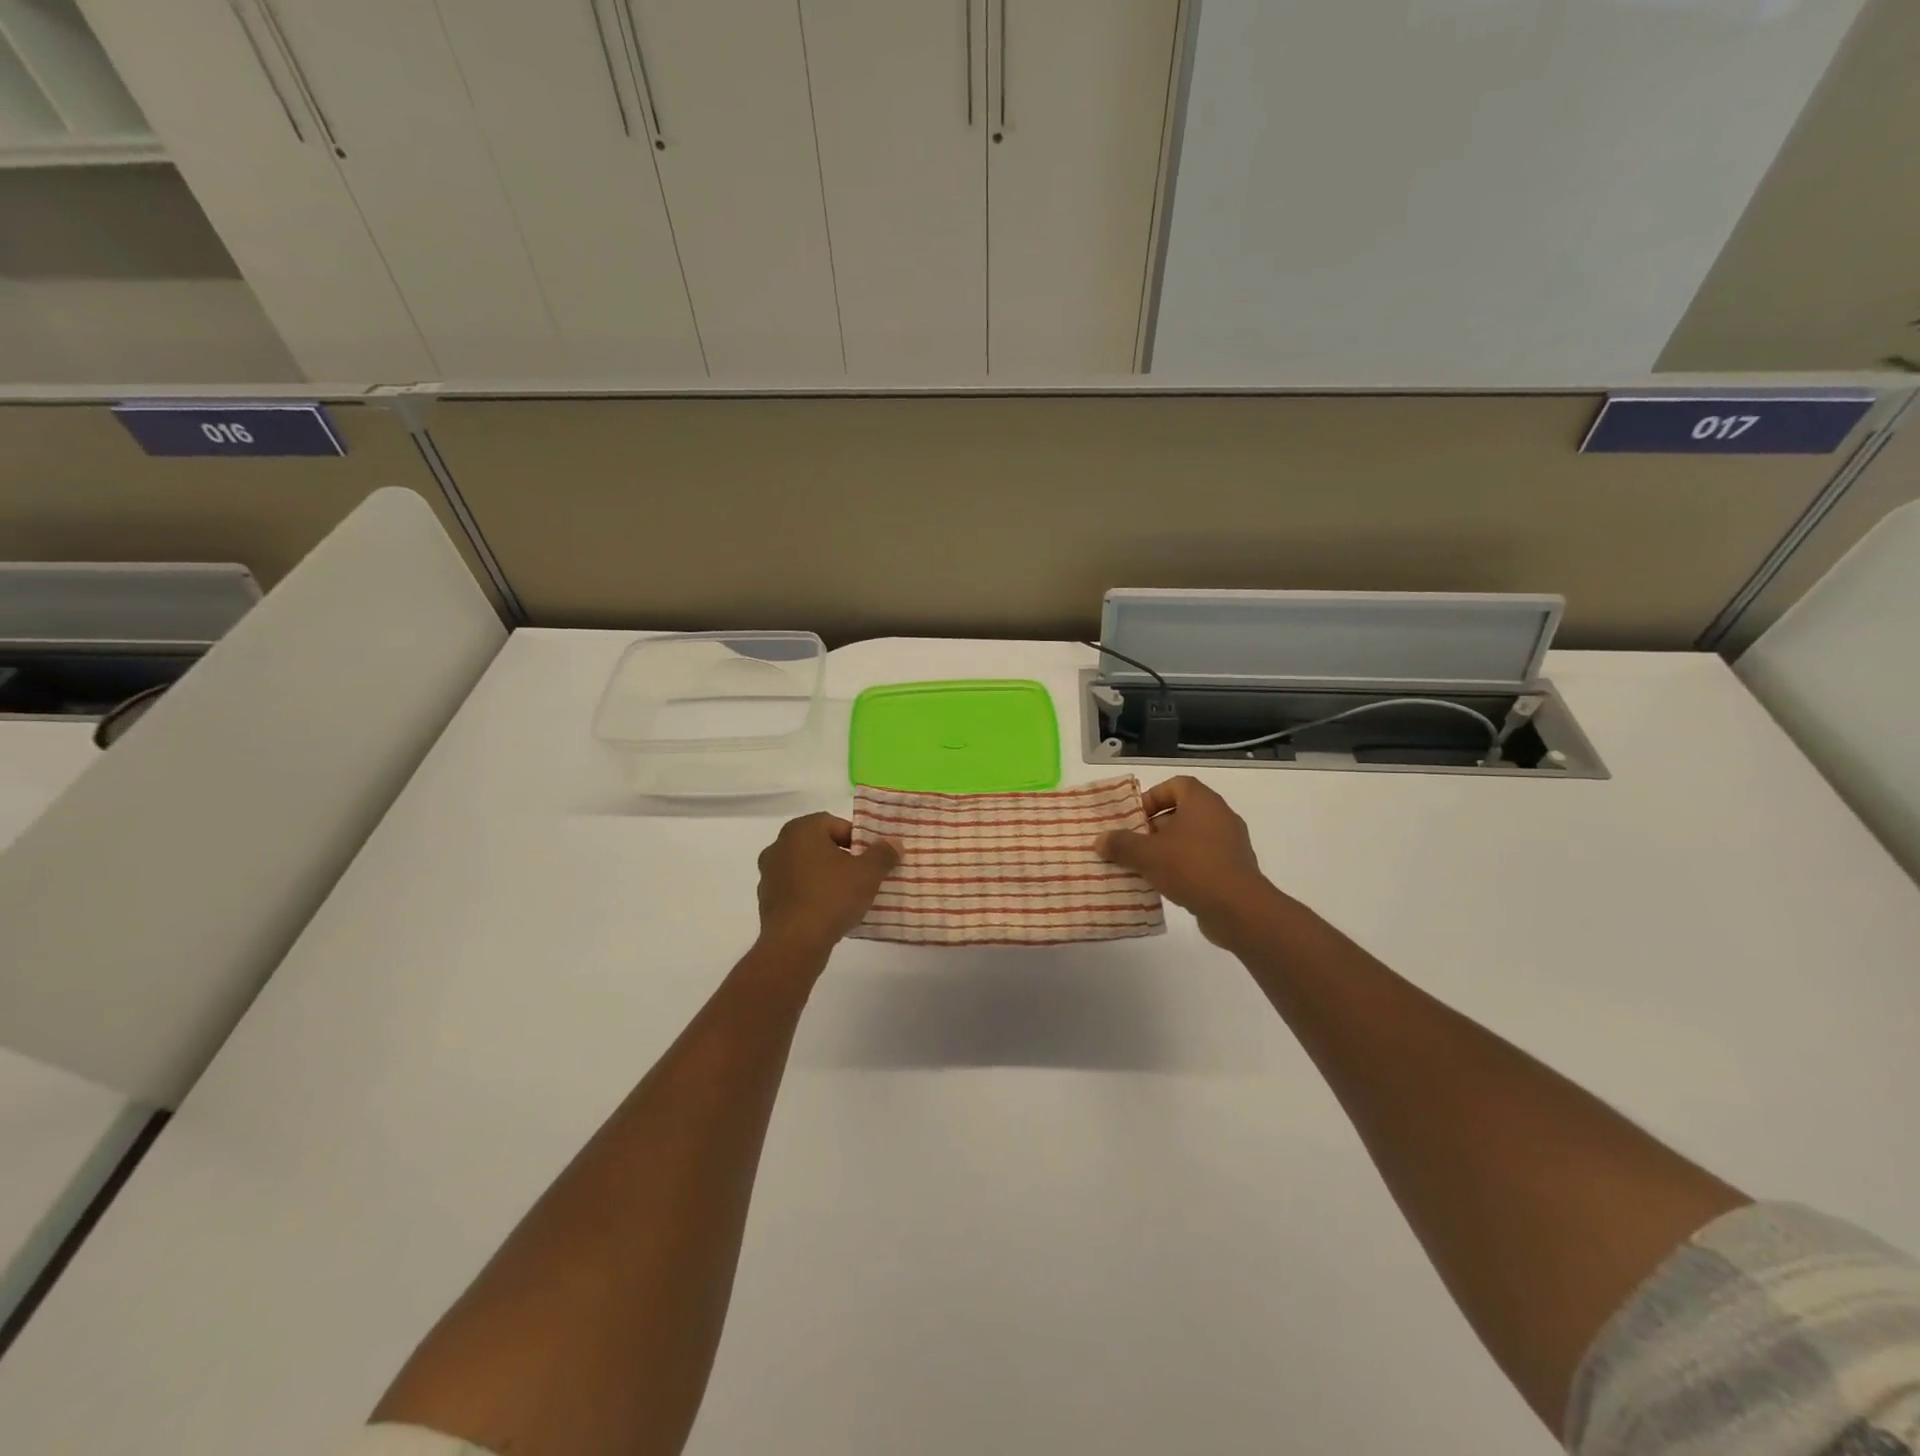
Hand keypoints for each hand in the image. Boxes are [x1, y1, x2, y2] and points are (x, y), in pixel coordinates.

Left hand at [755, 813, 900, 954]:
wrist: (794, 944)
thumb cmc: (831, 897)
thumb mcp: (868, 873)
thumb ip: (883, 854)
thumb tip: (894, 843)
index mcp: (800, 831)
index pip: (834, 823)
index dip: (856, 838)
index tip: (870, 857)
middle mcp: (778, 846)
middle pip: (818, 845)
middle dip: (841, 857)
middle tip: (862, 875)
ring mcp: (768, 874)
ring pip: (806, 868)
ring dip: (825, 876)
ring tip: (847, 896)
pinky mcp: (766, 900)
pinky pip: (795, 890)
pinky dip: (811, 895)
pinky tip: (828, 912)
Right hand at [1096, 777, 1281, 946]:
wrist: (1237, 908)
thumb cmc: (1191, 867)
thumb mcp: (1146, 854)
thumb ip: (1121, 844)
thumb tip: (1100, 840)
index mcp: (1203, 802)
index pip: (1176, 785)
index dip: (1153, 797)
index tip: (1134, 817)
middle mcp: (1220, 816)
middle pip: (1182, 813)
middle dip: (1154, 827)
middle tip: (1133, 844)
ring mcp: (1231, 844)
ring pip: (1191, 839)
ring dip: (1167, 849)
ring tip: (1144, 867)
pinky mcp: (1234, 869)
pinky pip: (1203, 860)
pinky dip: (1184, 867)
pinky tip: (1166, 885)